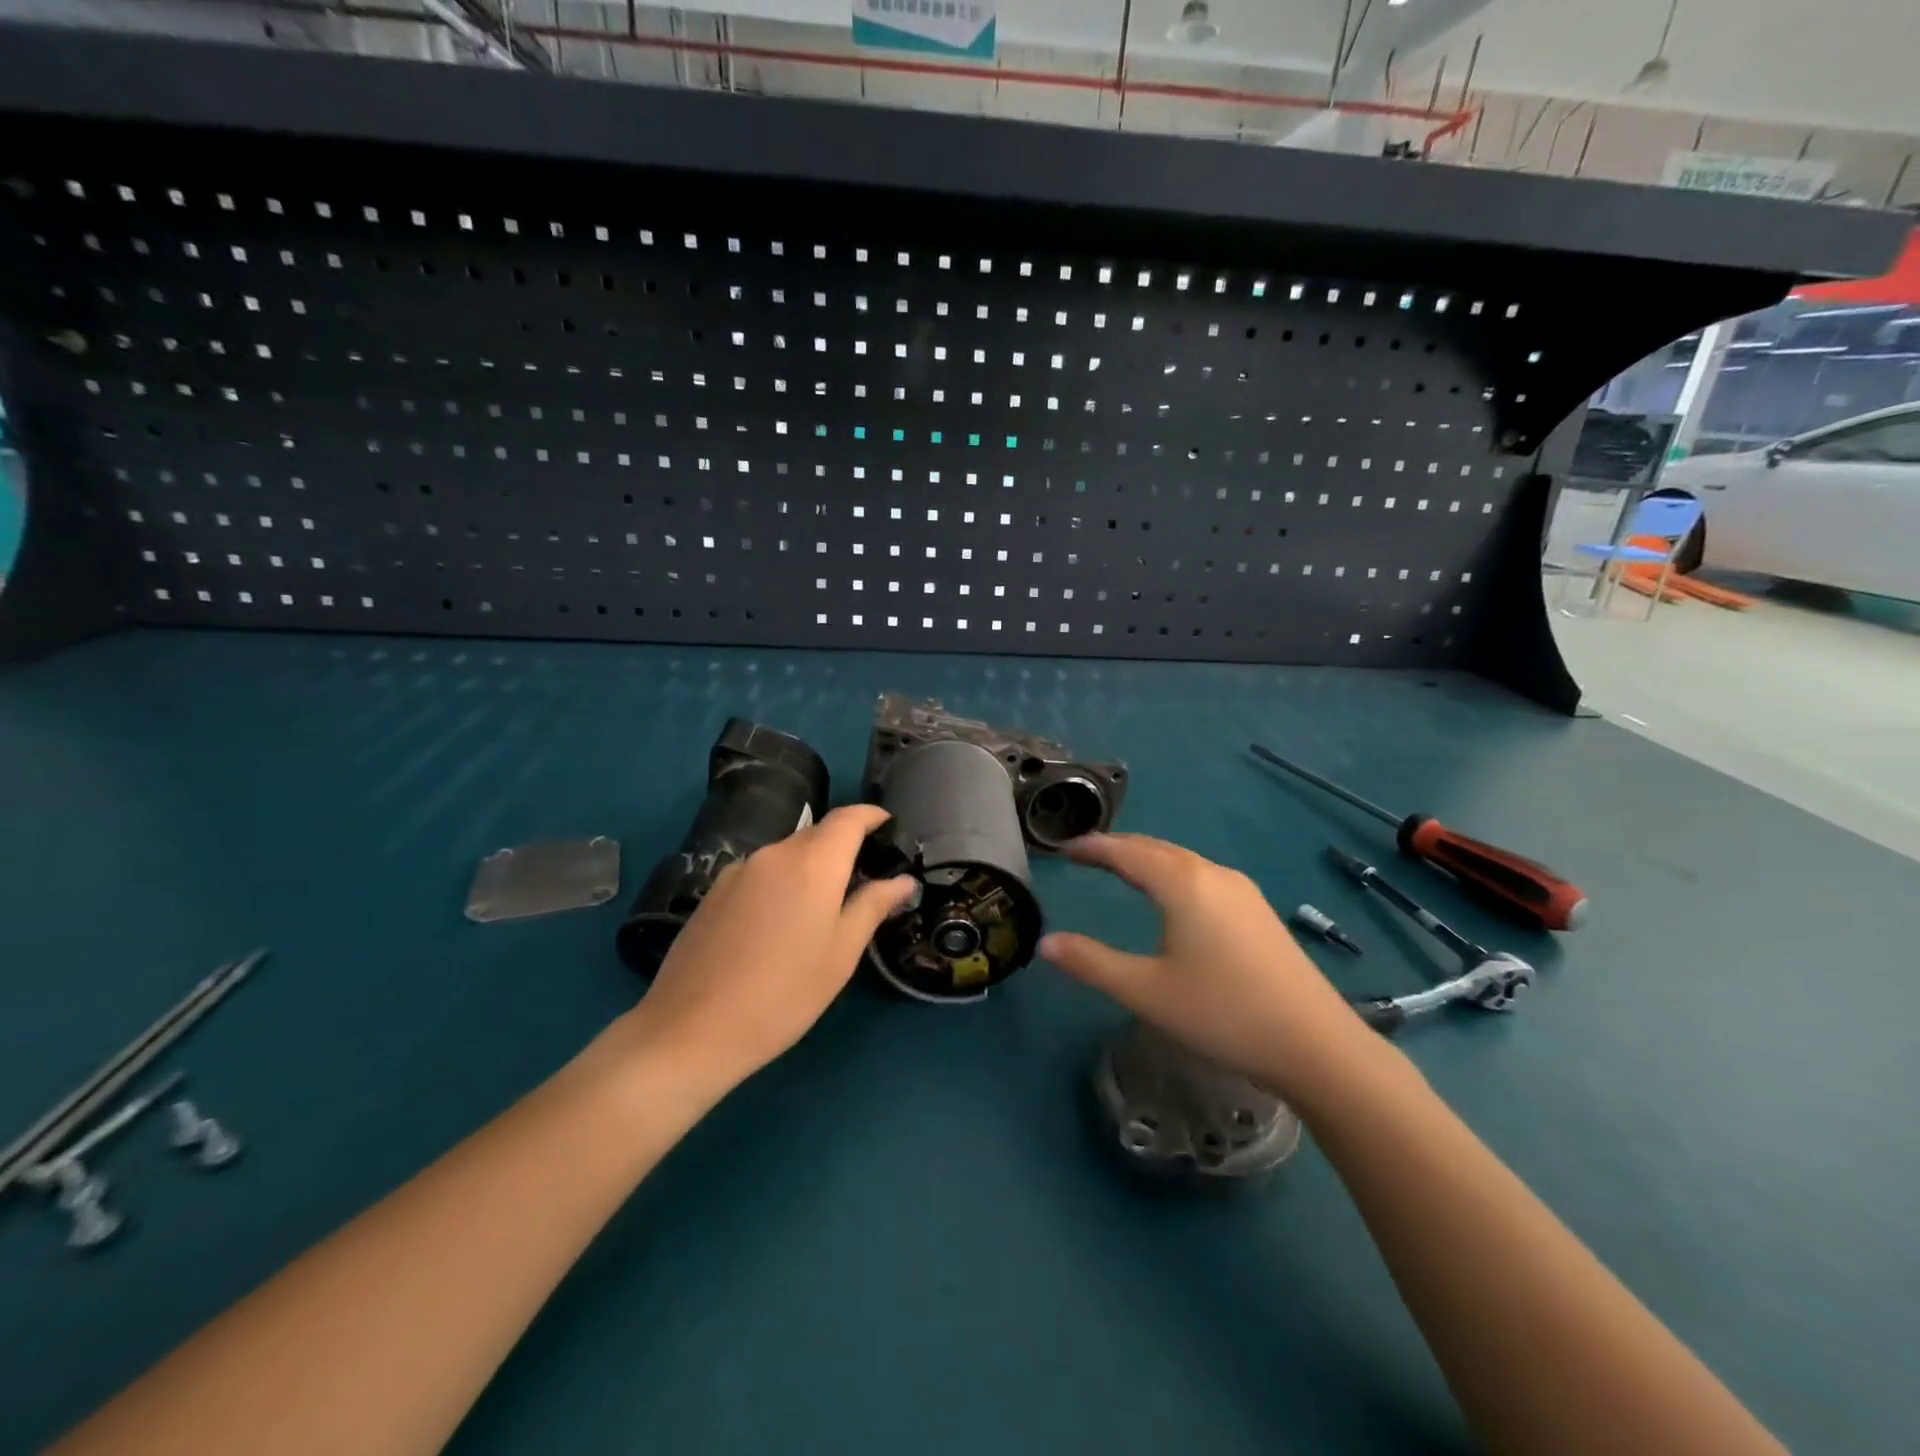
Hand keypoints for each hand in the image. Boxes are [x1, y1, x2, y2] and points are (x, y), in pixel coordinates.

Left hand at [622, 805, 914, 1096]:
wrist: (692, 1030)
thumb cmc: (784, 993)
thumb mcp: (841, 953)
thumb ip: (873, 906)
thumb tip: (903, 881)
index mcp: (812, 862)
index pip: (848, 818)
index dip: (872, 816)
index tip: (889, 826)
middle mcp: (774, 853)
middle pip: (817, 833)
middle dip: (844, 845)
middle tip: (865, 875)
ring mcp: (738, 871)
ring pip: (787, 854)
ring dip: (811, 866)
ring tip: (823, 905)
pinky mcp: (714, 892)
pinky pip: (760, 873)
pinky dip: (781, 882)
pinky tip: (780, 923)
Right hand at [1041, 833, 1382, 1104]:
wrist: (1316, 1045)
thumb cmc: (1223, 1013)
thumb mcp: (1146, 992)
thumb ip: (1091, 963)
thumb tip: (1046, 943)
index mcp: (1182, 883)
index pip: (1126, 852)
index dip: (1092, 847)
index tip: (1064, 849)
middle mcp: (1212, 874)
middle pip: (1155, 848)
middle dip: (1117, 848)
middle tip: (1085, 855)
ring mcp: (1241, 891)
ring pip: (1182, 860)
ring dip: (1146, 859)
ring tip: (1120, 869)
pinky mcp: (1258, 911)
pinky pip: (1202, 875)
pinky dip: (1172, 873)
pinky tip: (1172, 896)